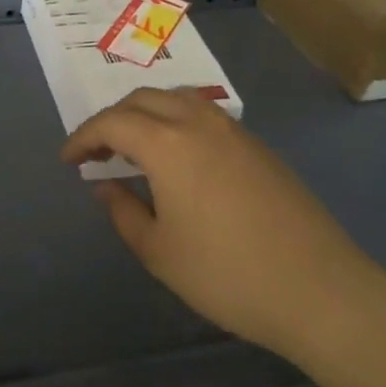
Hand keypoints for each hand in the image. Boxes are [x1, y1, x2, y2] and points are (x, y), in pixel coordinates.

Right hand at [62, 89, 379, 366]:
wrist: (318, 288)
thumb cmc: (227, 275)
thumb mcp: (160, 252)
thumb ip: (123, 212)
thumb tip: (104, 185)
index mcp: (168, 143)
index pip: (113, 122)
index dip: (84, 136)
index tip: (67, 159)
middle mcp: (198, 122)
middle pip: (144, 99)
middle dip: (112, 118)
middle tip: (97, 151)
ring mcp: (233, 130)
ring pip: (177, 98)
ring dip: (146, 113)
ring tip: (134, 147)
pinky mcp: (257, 145)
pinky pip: (204, 114)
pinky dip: (176, 120)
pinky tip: (177, 155)